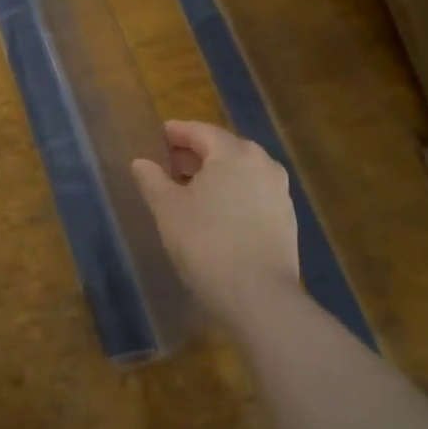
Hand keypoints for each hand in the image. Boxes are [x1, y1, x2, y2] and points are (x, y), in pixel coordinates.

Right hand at [131, 120, 302, 329]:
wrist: (259, 297)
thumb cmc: (206, 243)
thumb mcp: (168, 209)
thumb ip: (152, 179)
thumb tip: (140, 162)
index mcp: (234, 153)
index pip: (200, 132)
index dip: (176, 132)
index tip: (158, 135)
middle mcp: (263, 163)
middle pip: (223, 149)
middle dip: (195, 153)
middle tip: (168, 163)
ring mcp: (279, 191)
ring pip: (240, 172)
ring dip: (214, 174)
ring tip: (189, 189)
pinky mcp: (286, 218)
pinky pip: (253, 193)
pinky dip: (232, 193)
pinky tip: (215, 212)